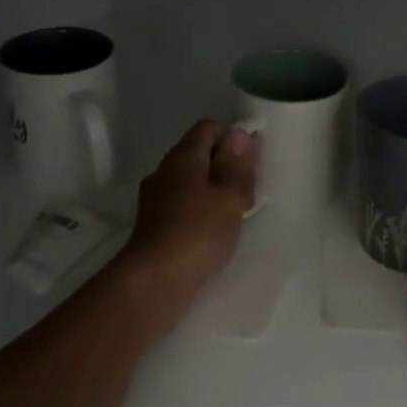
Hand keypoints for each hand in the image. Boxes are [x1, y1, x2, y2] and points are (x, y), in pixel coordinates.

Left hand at [116, 120, 256, 323]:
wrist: (156, 278)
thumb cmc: (199, 231)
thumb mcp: (229, 195)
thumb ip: (235, 163)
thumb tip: (237, 134)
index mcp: (183, 156)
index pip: (208, 128)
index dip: (233, 138)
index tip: (251, 164)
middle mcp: (165, 170)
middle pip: (201, 155)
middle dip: (228, 168)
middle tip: (248, 195)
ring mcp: (157, 197)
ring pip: (194, 181)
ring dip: (218, 191)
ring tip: (237, 216)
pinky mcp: (155, 222)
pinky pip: (185, 204)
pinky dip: (203, 210)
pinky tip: (216, 232)